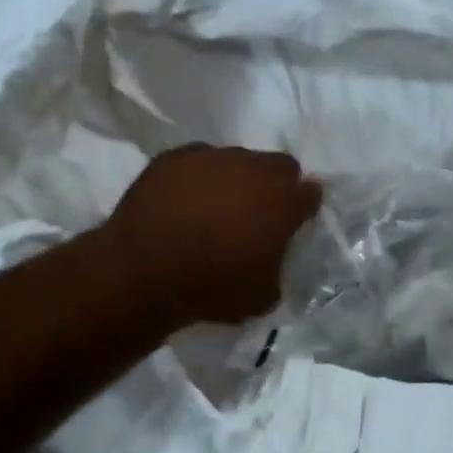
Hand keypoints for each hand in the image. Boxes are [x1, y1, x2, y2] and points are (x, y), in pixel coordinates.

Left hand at [105, 145, 321, 325]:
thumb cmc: (211, 288)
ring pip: (237, 159)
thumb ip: (278, 266)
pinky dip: (198, 178)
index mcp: (283, 201)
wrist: (141, 273)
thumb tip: (272, 257)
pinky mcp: (174, 157)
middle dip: (276, 186)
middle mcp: (253, 168)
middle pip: (279, 166)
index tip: (294, 223)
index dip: (304, 208)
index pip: (311, 193)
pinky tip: (184, 203)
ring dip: (236, 179)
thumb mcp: (263, 295)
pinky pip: (198, 162)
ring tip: (216, 208)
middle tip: (259, 213)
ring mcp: (212, 157)